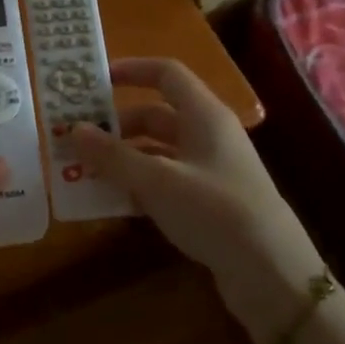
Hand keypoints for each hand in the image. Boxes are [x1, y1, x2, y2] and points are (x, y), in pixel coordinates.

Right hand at [72, 59, 325, 341]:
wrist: (271, 272)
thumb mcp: (157, 181)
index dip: (131, 70)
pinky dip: (138, 186)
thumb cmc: (215, 211)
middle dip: (115, 126)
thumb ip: (113, 155)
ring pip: (157, 152)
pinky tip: (111, 203)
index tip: (93, 81)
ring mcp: (210, 170)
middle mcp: (208, 135)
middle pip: (156, 116)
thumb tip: (73, 129)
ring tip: (83, 173)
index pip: (166, 74)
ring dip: (122, 159)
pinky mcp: (209, 202)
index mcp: (204, 115)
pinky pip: (165, 182)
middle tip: (76, 140)